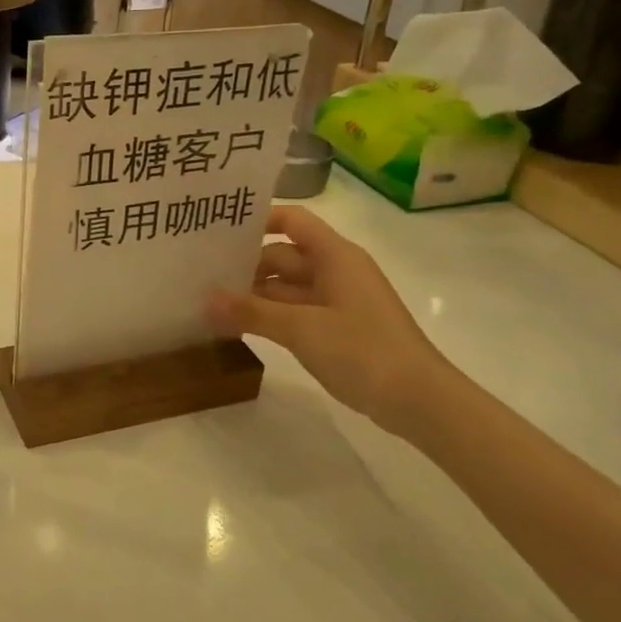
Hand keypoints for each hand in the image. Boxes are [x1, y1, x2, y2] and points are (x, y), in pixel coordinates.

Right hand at [208, 205, 454, 436]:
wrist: (419, 401)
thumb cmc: (363, 350)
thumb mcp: (301, 328)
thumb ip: (251, 312)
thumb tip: (205, 300)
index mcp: (335, 256)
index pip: (292, 221)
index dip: (258, 220)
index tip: (219, 231)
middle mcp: (336, 272)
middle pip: (283, 256)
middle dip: (245, 265)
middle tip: (200, 275)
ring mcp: (337, 302)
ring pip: (286, 288)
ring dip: (253, 295)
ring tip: (209, 303)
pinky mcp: (337, 330)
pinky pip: (294, 313)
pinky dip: (269, 317)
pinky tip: (238, 327)